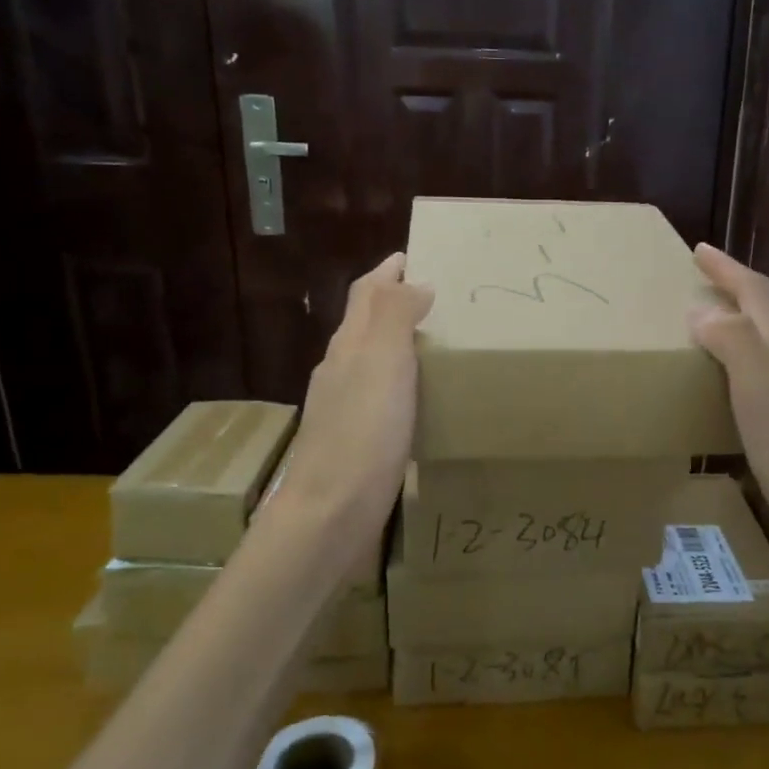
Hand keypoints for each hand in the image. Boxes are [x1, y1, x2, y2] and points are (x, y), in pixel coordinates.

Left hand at [266, 254, 432, 548]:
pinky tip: (419, 399)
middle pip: (364, 323)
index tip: (413, 256)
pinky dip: (400, 382)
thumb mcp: (381, 363)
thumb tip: (414, 282)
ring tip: (436, 342)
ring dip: (397, 343)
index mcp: (348, 346)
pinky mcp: (356, 440)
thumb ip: (394, 316)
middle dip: (394, 302)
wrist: (331, 513)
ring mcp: (344, 408)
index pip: (365, 294)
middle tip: (436, 297)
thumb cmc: (362, 434)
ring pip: (371, 360)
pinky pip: (381, 395)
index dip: (387, 272)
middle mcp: (340, 370)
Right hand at [688, 243, 768, 576]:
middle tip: (691, 287)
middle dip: (729, 294)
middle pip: (760, 317)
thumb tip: (702, 310)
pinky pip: (752, 384)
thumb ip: (733, 341)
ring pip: (757, 350)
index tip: (698, 250)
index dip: (727, 269)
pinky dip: (729, 372)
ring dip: (728, 332)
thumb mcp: (761, 386)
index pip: (754, 293)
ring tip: (693, 333)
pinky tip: (714, 390)